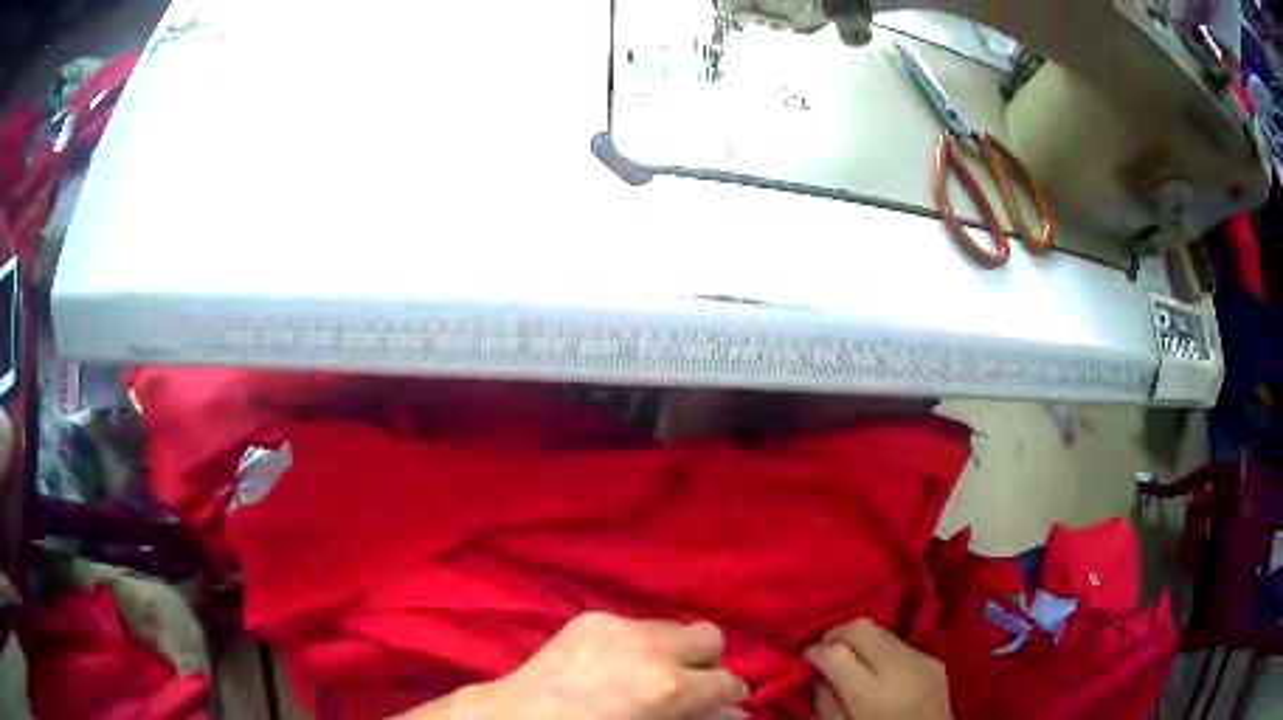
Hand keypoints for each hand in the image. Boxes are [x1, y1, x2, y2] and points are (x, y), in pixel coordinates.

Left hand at [396, 612, 748, 719]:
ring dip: (670, 650)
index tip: (721, 706)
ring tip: (646, 675)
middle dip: (706, 663)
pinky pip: (633, 625)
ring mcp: (617, 626)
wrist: (519, 719)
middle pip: (710, 638)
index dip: (729, 697)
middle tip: (687, 686)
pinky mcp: (590, 618)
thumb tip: (734, 714)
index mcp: (669, 685)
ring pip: (671, 627)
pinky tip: (613, 666)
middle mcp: (650, 646)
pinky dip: (635, 644)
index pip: (729, 682)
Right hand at [805, 618, 951, 719]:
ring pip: (881, 630)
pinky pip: (899, 643)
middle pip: (861, 627)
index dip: (814, 652)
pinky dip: (881, 650)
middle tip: (823, 652)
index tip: (805, 660)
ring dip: (859, 641)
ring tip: (849, 659)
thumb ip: (824, 700)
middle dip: (836, 634)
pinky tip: (876, 669)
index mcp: (874, 696)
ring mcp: (923, 661)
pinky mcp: (935, 660)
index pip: (836, 653)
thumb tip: (816, 669)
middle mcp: (902, 670)